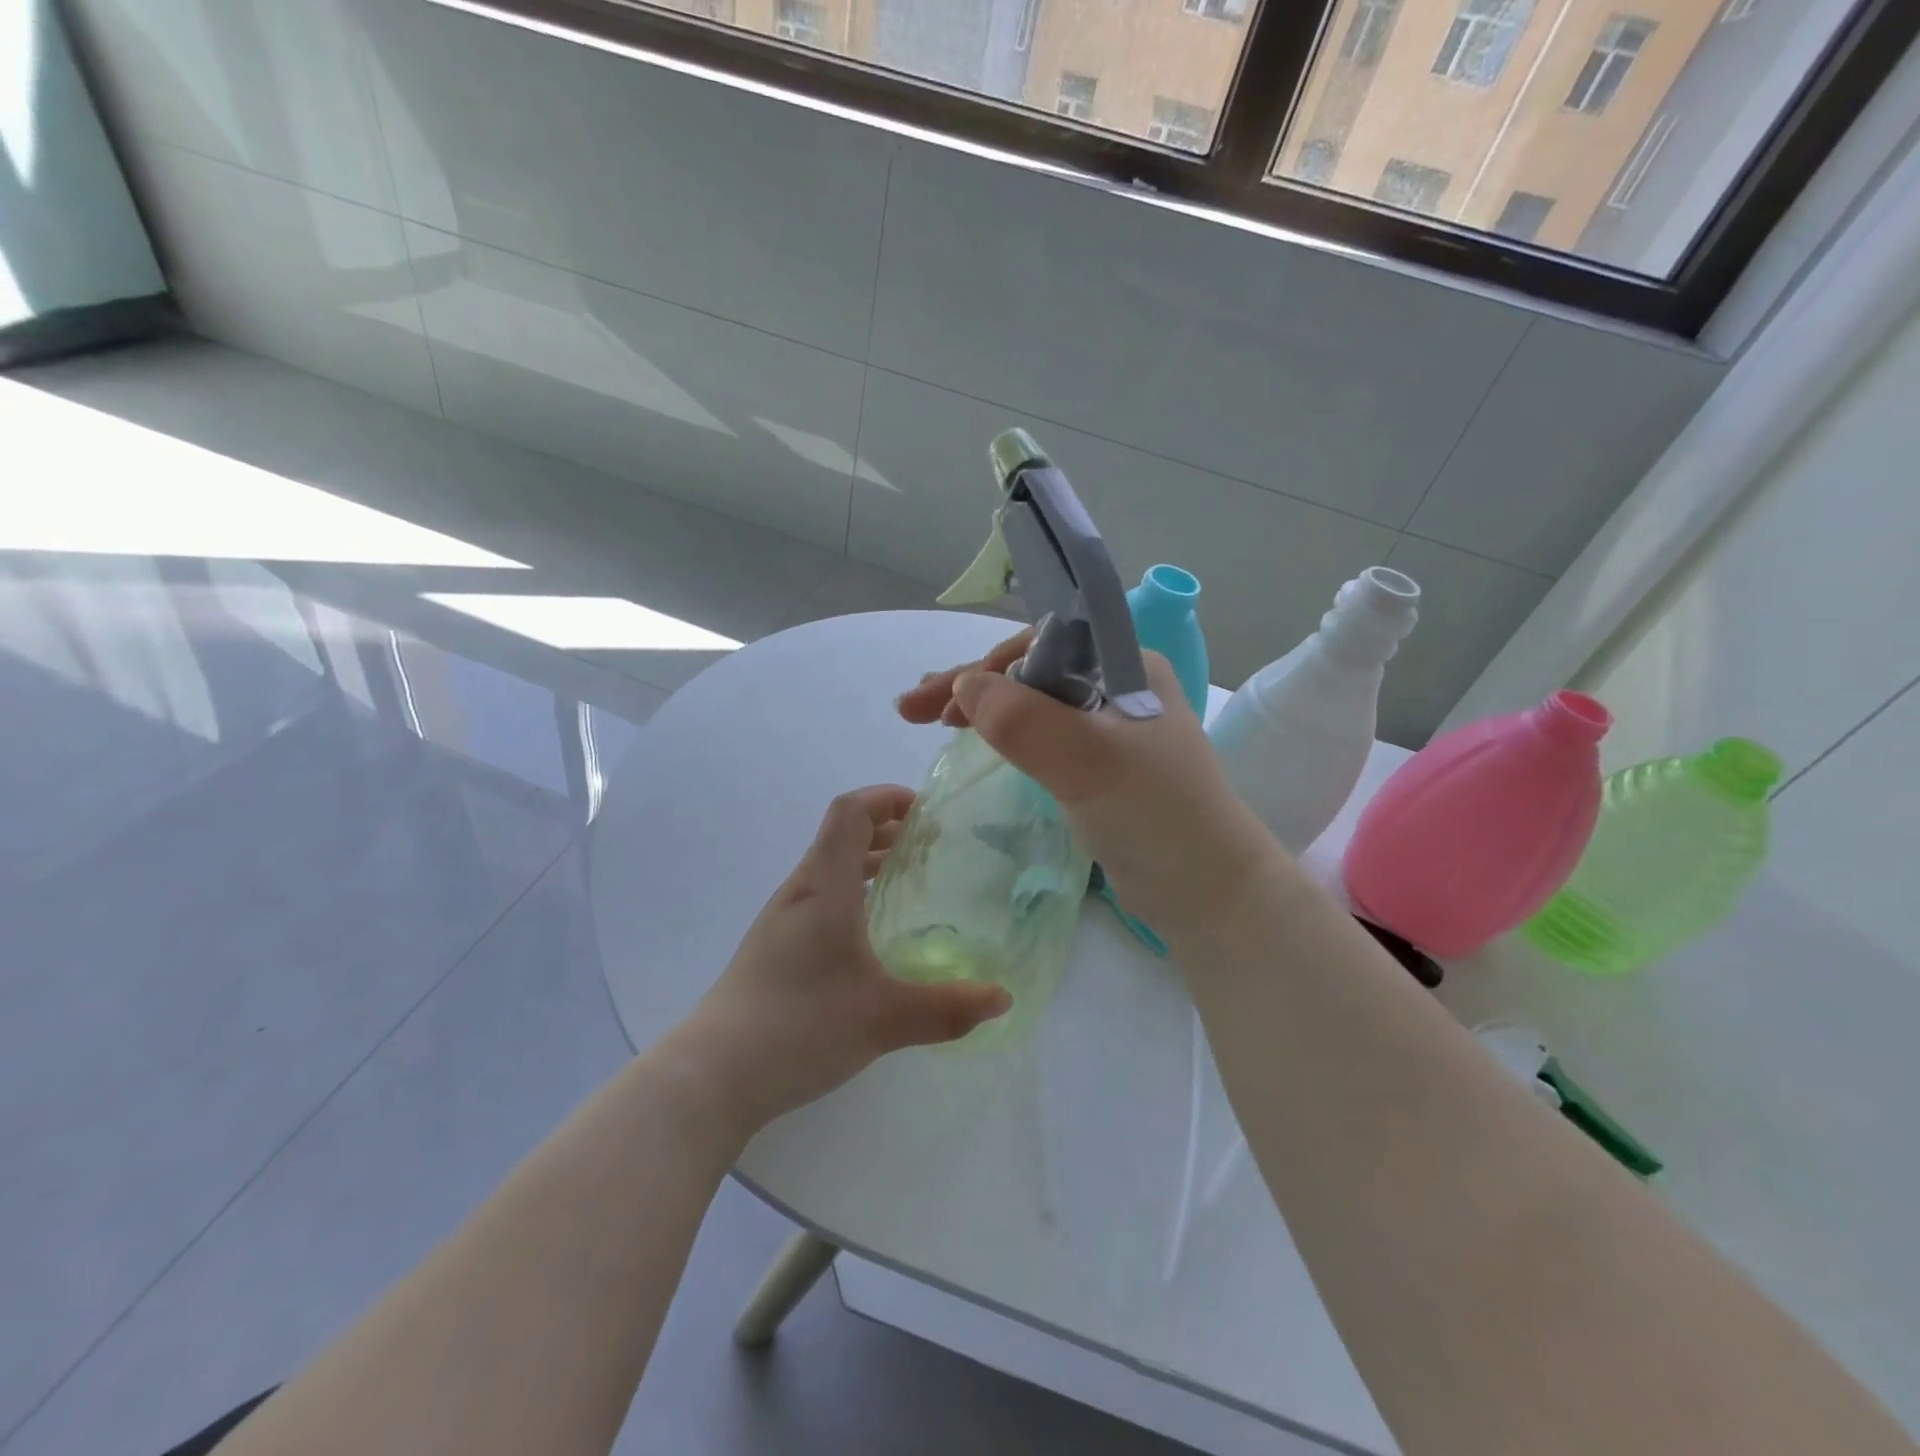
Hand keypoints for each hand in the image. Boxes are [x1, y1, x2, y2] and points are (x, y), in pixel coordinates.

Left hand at [677, 786, 1010, 1131]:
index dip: (886, 797)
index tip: (925, 809)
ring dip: (868, 862)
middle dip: (887, 829)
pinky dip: (851, 893)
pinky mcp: (773, 949)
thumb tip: (1002, 998)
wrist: (712, 1075)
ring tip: (907, 882)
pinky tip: (871, 935)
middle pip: (841, 836)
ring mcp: (781, 921)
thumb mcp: (883, 1018)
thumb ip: (947, 1007)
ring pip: (829, 869)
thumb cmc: (799, 1026)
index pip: (851, 812)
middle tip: (931, 846)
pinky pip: (819, 899)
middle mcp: (800, 892)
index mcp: (824, 887)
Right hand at [897, 631, 1281, 939]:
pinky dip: (1006, 735)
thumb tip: (963, 686)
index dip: (987, 663)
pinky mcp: (1103, 766)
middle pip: (1032, 671)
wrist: (1208, 893)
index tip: (942, 698)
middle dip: (972, 686)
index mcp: (1127, 667)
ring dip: (984, 708)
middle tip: (912, 709)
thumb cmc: (1156, 818)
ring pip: (1034, 704)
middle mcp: (1120, 687)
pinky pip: (1044, 736)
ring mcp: (1112, 728)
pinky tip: (980, 741)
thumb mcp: (1089, 762)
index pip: (1043, 643)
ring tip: (932, 721)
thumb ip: (1025, 720)